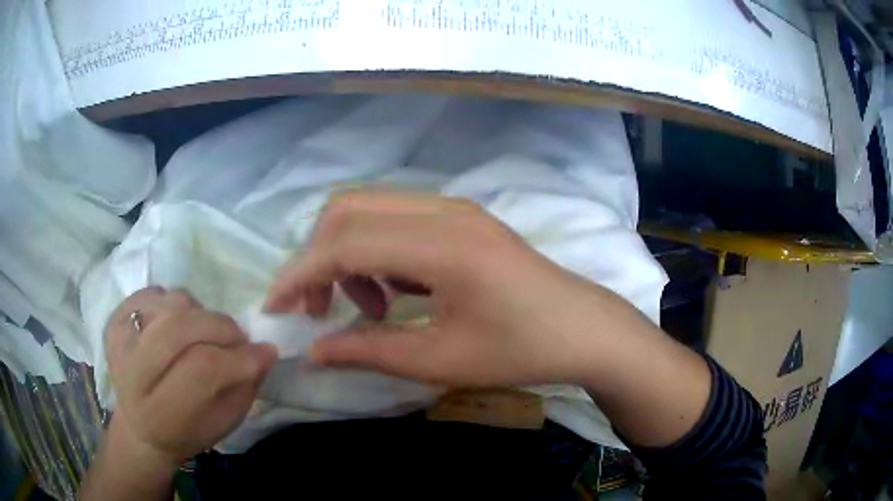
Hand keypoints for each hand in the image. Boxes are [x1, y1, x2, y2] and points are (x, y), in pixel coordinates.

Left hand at [105, 287, 276, 465]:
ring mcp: (119, 339)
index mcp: (160, 412)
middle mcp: (132, 372)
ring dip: (199, 314)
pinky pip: (154, 292)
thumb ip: (243, 388)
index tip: (264, 352)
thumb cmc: (186, 432)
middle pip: (178, 327)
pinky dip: (175, 302)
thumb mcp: (221, 425)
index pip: (201, 369)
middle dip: (220, 327)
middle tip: (237, 337)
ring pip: (170, 304)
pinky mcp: (114, 318)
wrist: (139, 426)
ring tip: (204, 334)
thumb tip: (264, 350)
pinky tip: (179, 324)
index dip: (237, 358)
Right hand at [265, 191, 631, 387]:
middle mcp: (444, 210)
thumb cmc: (522, 350)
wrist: (583, 329)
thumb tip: (314, 350)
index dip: (301, 272)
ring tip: (368, 307)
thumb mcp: (440, 360)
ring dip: (347, 253)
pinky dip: (376, 250)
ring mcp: (454, 208)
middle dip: (318, 256)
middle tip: (320, 309)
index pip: (345, 241)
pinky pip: (397, 218)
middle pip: (349, 209)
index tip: (276, 306)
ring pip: (370, 209)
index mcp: (442, 244)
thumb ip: (369, 350)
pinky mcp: (461, 218)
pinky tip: (395, 290)